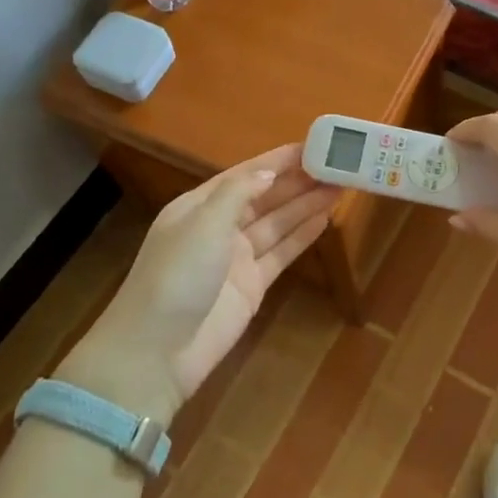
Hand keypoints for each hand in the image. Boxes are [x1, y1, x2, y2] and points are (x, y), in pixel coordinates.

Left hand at [60, 145, 337, 418]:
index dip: (279, 160)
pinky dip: (303, 236)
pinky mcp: (252, 286)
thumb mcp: (203, 223)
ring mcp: (237, 258)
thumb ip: (238, 193)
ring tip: (341, 186)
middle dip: (299, 181)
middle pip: (266, 197)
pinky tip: (325, 218)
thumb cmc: (176, 276)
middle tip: (338, 165)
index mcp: (200, 206)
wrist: (157, 352)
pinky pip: (282, 253)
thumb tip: (269, 172)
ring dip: (307, 204)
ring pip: (278, 223)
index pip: (246, 174)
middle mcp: (219, 227)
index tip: (315, 145)